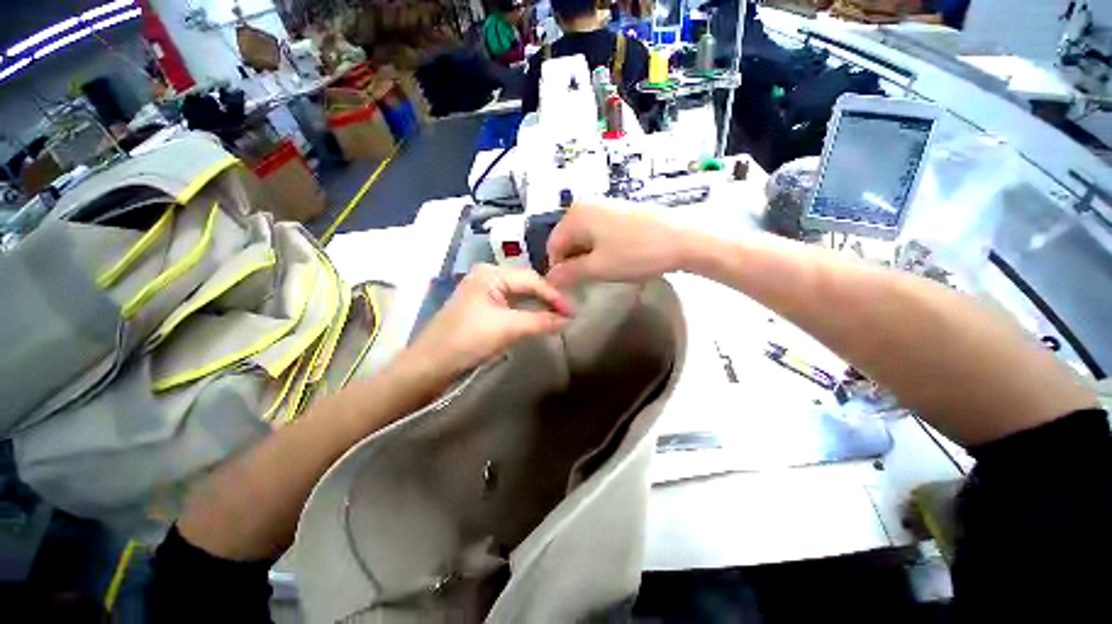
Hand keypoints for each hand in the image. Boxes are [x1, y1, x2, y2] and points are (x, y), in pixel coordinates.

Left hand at [407, 264, 573, 378]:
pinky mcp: (481, 306)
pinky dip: (526, 311)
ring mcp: (483, 290)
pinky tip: (537, 318)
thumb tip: (568, 320)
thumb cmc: (467, 341)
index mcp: (490, 273)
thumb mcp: (508, 328)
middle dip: (547, 298)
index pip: (532, 279)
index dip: (554, 296)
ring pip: (519, 294)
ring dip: (538, 305)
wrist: (430, 366)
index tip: (572, 312)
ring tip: (557, 316)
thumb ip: (541, 321)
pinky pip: (510, 304)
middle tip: (567, 313)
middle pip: (526, 284)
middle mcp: (487, 275)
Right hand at [546, 198, 688, 286]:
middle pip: (567, 240)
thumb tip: (549, 279)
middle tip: (588, 281)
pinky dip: (599, 248)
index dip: (558, 269)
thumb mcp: (598, 268)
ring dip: (587, 257)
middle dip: (573, 262)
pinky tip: (614, 259)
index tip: (570, 287)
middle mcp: (585, 205)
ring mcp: (604, 206)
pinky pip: (598, 232)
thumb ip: (569, 273)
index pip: (553, 246)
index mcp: (575, 215)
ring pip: (584, 238)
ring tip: (603, 271)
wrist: (683, 240)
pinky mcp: (619, 211)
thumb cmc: (636, 254)